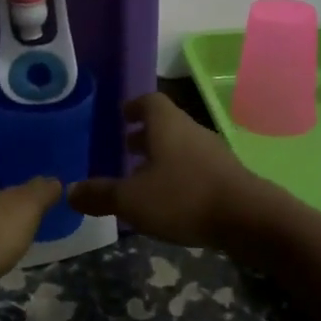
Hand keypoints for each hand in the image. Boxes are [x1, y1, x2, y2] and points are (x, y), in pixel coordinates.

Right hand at [68, 93, 271, 249]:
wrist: (249, 219)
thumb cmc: (184, 197)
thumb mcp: (132, 200)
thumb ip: (101, 195)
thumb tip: (70, 192)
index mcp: (167, 125)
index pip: (149, 101)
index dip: (134, 107)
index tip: (121, 116)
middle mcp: (191, 130)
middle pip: (166, 124)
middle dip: (145, 135)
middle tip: (125, 148)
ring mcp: (213, 153)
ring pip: (181, 146)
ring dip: (162, 157)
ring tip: (143, 177)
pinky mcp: (227, 176)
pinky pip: (195, 167)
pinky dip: (179, 175)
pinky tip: (170, 199)